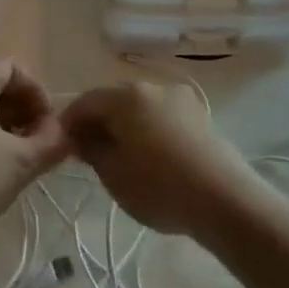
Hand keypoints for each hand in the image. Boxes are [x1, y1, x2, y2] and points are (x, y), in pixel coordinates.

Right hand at [62, 80, 256, 238]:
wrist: (226, 201)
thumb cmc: (159, 187)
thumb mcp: (113, 174)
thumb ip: (91, 150)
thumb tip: (81, 136)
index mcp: (126, 96)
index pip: (85, 101)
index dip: (69, 122)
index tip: (62, 146)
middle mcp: (152, 87)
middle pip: (114, 101)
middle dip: (99, 123)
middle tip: (90, 153)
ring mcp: (180, 99)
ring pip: (140, 108)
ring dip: (126, 127)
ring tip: (122, 157)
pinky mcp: (201, 116)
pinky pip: (163, 117)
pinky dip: (150, 131)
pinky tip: (152, 157)